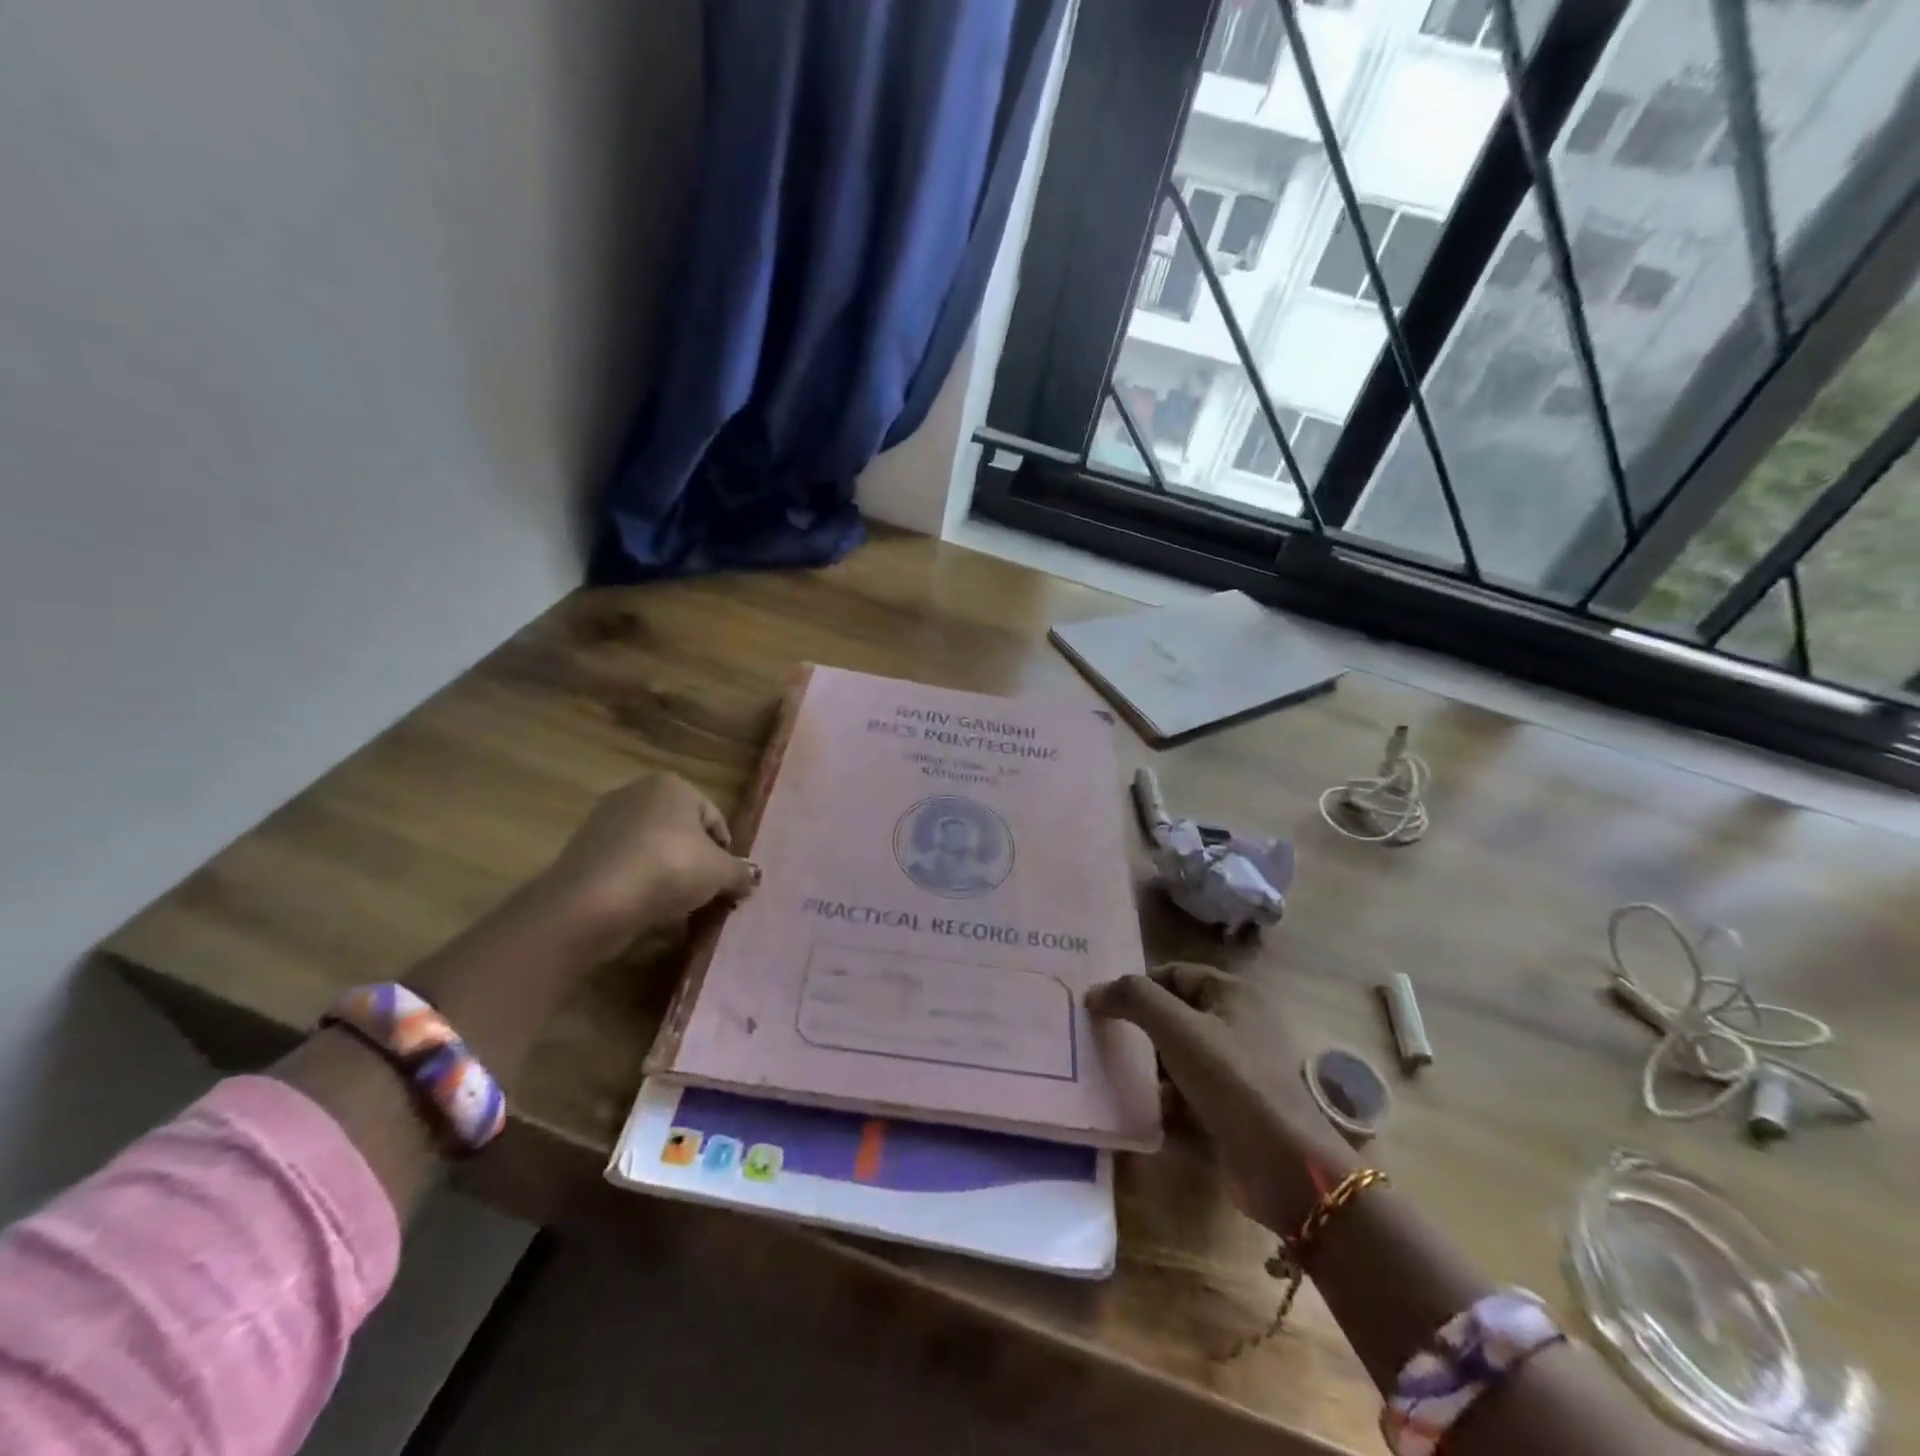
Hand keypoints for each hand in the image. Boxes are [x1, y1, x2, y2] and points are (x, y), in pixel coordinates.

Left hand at [540, 773, 758, 948]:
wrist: (593, 902)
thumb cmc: (669, 869)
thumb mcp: (720, 873)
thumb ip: (740, 873)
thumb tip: (752, 878)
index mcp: (672, 785)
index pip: (714, 818)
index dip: (726, 853)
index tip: (728, 883)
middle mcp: (637, 793)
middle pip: (682, 834)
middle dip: (696, 865)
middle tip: (706, 897)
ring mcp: (605, 822)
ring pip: (653, 853)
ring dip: (668, 879)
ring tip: (678, 911)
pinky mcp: (584, 854)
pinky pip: (626, 870)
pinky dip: (640, 888)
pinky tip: (648, 914)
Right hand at [1087, 963, 1357, 1233]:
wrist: (1284, 1166)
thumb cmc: (1231, 1080)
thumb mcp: (1177, 1028)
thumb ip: (1134, 999)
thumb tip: (1094, 992)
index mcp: (1234, 994)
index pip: (1174, 974)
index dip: (1138, 986)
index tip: (1101, 1006)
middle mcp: (1238, 1026)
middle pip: (1175, 1016)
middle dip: (1139, 1028)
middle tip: (1099, 1039)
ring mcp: (1236, 1072)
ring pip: (1178, 1058)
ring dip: (1147, 1068)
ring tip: (1110, 1075)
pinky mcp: (1232, 1111)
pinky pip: (1186, 1096)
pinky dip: (1163, 1101)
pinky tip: (1135, 1111)